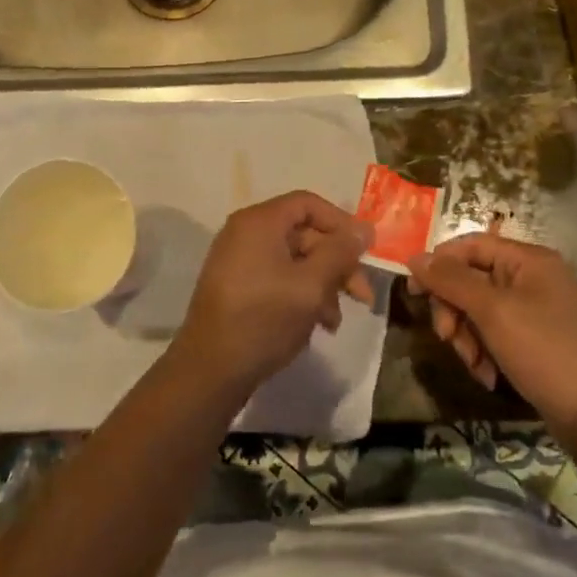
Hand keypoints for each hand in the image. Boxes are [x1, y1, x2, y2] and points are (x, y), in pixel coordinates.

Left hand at [175, 191, 372, 395]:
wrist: (210, 371)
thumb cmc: (264, 319)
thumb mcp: (311, 285)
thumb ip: (340, 253)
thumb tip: (364, 229)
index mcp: (259, 222)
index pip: (308, 204)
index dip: (341, 223)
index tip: (366, 251)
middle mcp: (245, 233)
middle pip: (303, 234)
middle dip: (336, 263)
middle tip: (362, 296)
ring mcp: (238, 261)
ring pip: (294, 261)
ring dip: (322, 285)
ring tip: (335, 322)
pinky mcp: (237, 288)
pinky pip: (277, 279)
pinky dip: (301, 295)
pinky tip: (315, 325)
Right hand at [408, 233, 576, 424]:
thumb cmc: (546, 350)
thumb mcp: (493, 311)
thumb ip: (451, 281)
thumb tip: (415, 257)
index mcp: (526, 259)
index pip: (469, 245)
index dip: (438, 264)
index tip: (413, 292)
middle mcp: (530, 278)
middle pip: (470, 279)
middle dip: (453, 310)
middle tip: (447, 338)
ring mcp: (533, 311)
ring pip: (478, 312)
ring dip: (467, 338)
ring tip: (474, 365)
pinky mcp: (533, 342)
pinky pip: (494, 336)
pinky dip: (484, 354)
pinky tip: (488, 377)